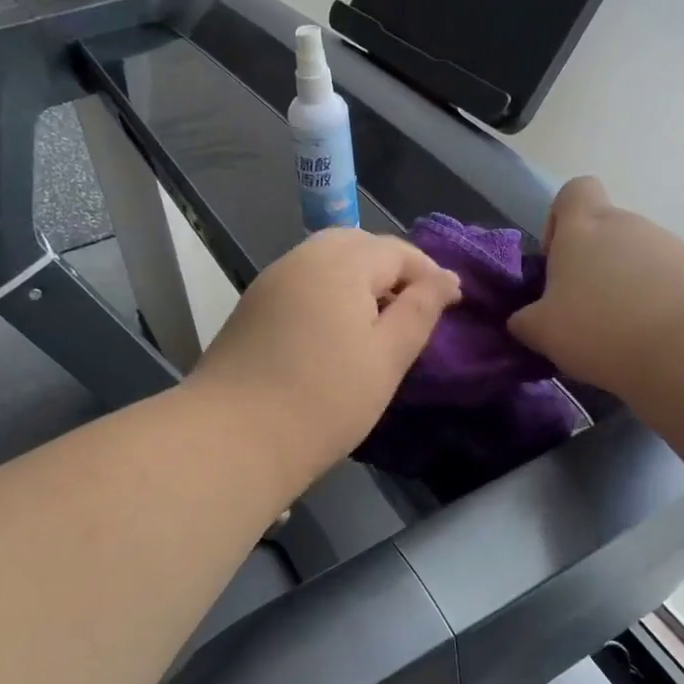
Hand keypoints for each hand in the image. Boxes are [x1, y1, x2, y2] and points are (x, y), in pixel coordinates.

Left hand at [189, 229, 462, 480]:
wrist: (233, 438)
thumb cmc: (325, 399)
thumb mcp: (387, 357)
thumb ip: (420, 310)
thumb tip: (447, 278)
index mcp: (341, 263)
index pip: (396, 250)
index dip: (428, 274)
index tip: (451, 305)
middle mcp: (303, 258)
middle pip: (358, 245)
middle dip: (391, 269)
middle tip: (413, 310)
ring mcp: (272, 280)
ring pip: (326, 261)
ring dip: (358, 279)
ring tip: (377, 322)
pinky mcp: (253, 306)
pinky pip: (303, 282)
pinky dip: (328, 292)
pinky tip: (335, 331)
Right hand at [509, 177, 683, 392]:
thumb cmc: (603, 327)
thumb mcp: (544, 332)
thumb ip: (526, 320)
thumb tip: (524, 319)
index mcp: (584, 227)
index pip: (574, 191)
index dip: (560, 219)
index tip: (556, 260)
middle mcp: (629, 225)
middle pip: (606, 231)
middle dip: (592, 268)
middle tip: (583, 314)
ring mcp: (671, 246)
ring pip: (637, 260)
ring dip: (625, 289)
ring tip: (620, 336)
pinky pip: (668, 282)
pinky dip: (657, 305)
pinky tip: (653, 341)